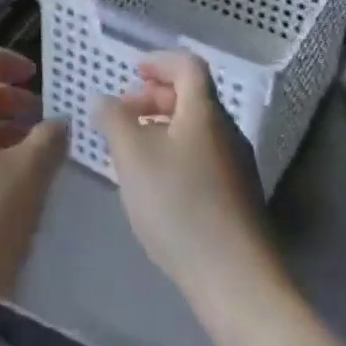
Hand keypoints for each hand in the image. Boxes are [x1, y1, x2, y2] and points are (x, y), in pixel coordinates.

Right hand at [93, 52, 275, 309]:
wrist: (238, 284)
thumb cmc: (180, 206)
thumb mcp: (132, 156)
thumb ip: (113, 120)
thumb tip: (105, 100)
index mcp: (205, 111)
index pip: (187, 65)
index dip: (159, 61)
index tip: (132, 73)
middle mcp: (228, 131)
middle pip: (192, 97)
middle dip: (155, 98)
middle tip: (125, 116)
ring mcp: (238, 168)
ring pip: (197, 131)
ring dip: (164, 129)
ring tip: (134, 154)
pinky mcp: (240, 201)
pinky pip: (204, 159)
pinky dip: (177, 156)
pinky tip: (158, 189)